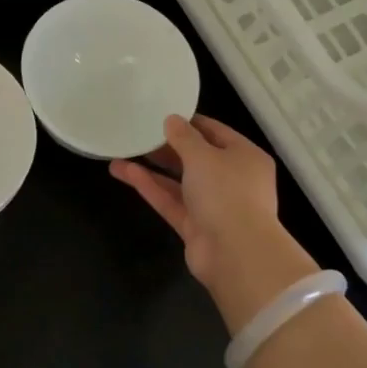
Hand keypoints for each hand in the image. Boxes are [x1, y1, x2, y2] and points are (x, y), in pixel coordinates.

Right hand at [110, 115, 318, 332]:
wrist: (236, 254)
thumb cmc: (227, 192)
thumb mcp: (203, 156)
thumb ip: (184, 137)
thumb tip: (172, 120)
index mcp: (245, 156)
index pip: (215, 132)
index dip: (189, 122)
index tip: (162, 113)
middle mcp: (232, 179)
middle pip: (196, 158)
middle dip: (167, 146)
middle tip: (138, 133)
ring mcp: (214, 205)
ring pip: (180, 181)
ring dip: (153, 168)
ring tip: (121, 152)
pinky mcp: (195, 227)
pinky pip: (171, 201)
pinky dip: (151, 187)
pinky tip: (125, 172)